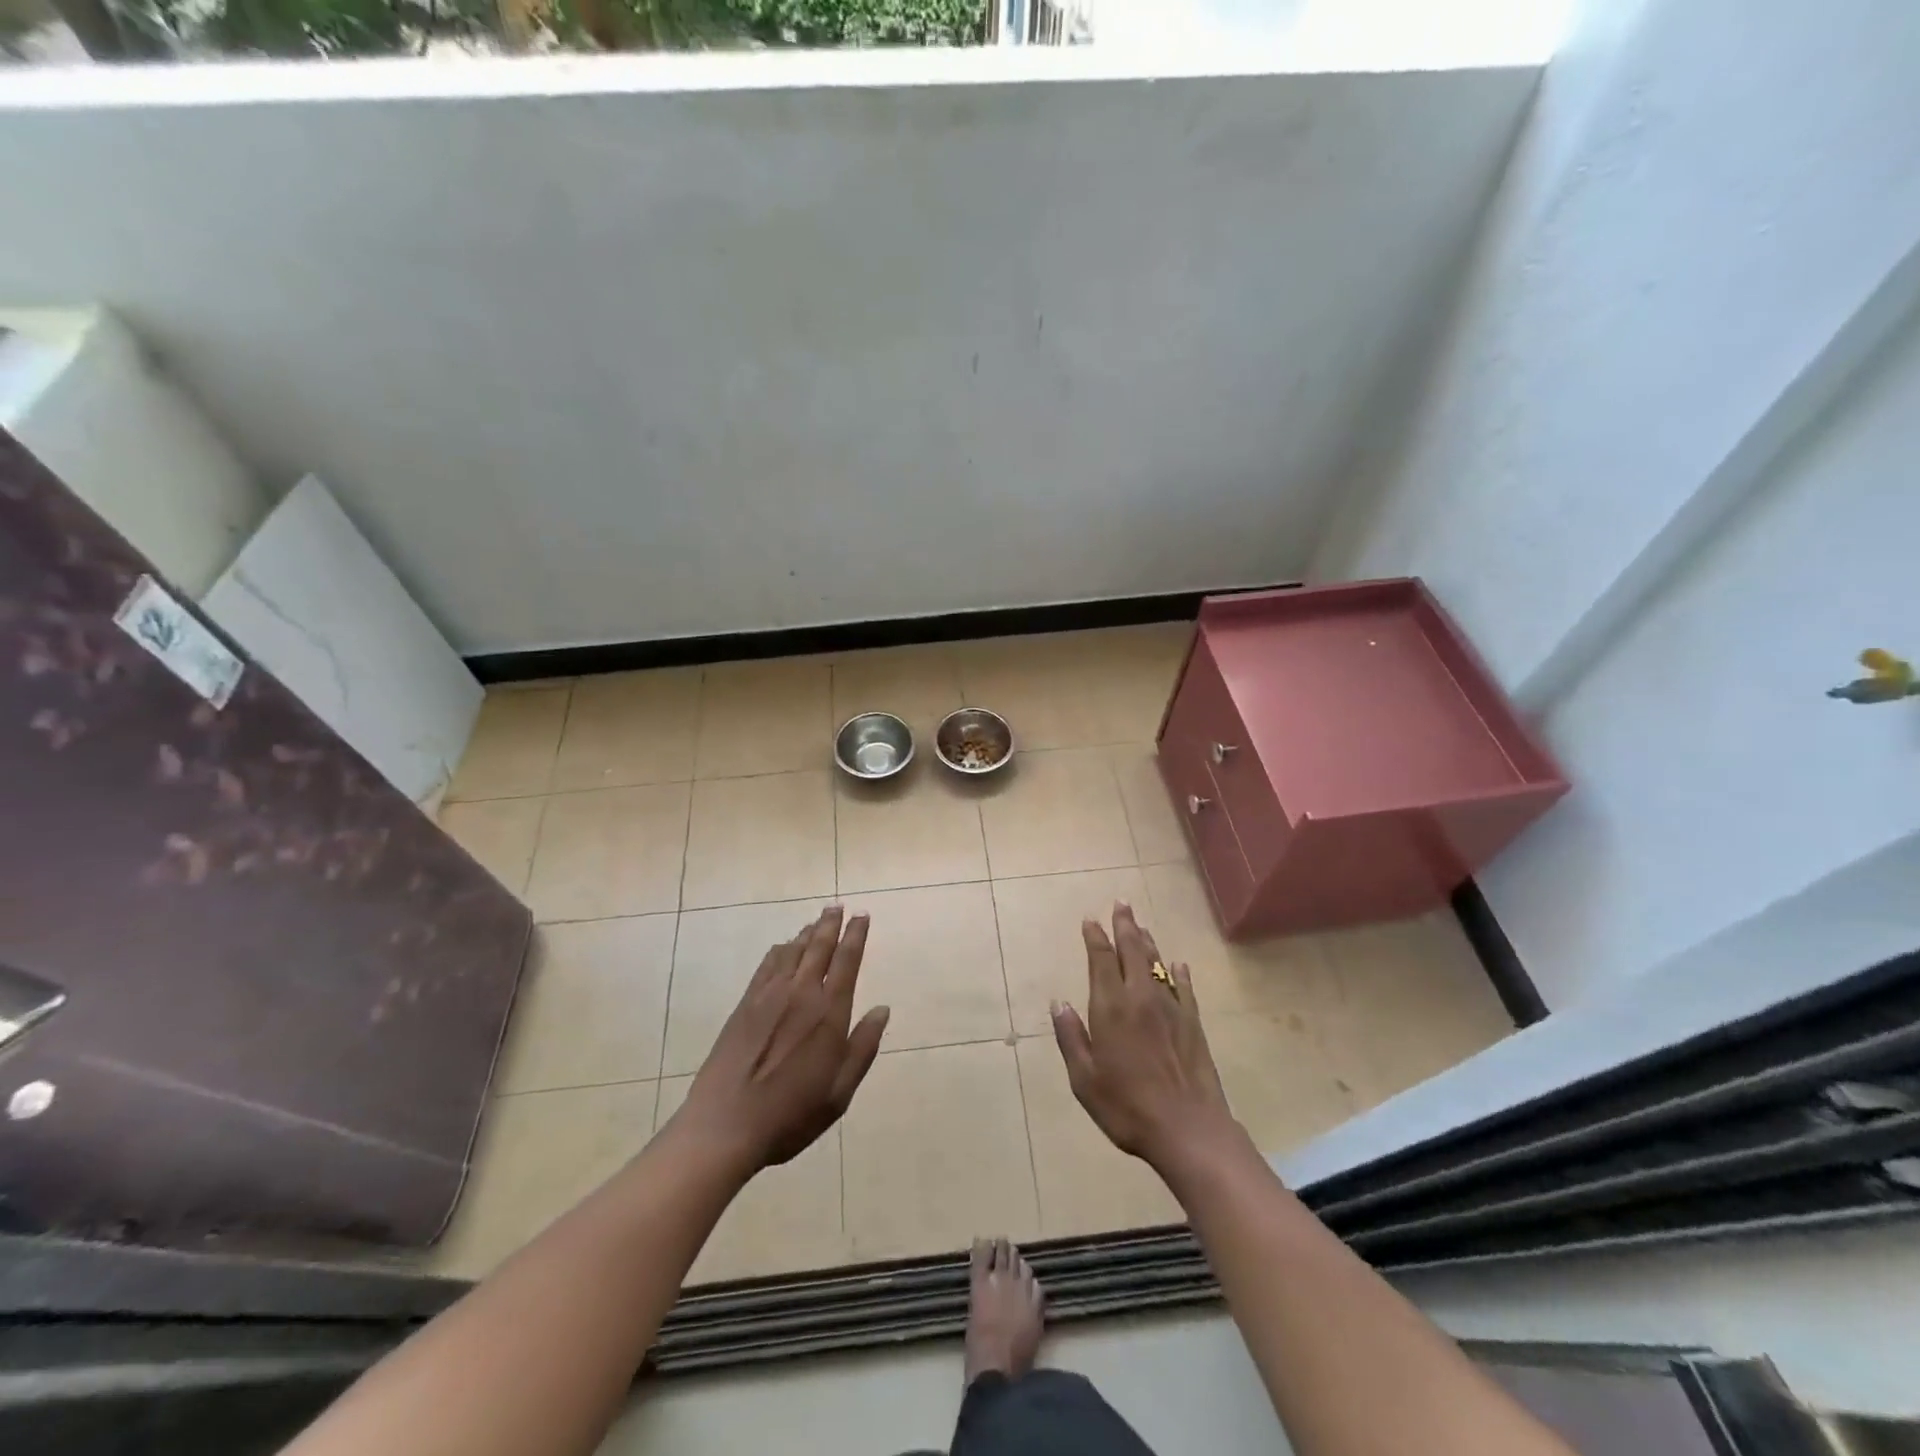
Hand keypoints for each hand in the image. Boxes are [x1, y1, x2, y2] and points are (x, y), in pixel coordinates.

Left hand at [672, 907, 890, 1174]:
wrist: (725, 1126)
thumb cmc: (791, 1115)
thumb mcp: (839, 1092)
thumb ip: (863, 1048)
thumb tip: (882, 1010)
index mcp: (829, 1013)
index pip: (847, 961)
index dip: (856, 935)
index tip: (862, 916)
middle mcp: (801, 994)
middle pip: (819, 947)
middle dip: (830, 924)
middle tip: (837, 906)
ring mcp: (769, 996)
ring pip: (792, 951)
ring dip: (806, 933)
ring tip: (816, 921)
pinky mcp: (745, 1005)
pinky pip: (767, 965)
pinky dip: (780, 950)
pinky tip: (783, 948)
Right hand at [1051, 903, 1239, 1175]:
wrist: (1187, 1129)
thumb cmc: (1126, 1106)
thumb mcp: (1084, 1078)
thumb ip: (1071, 1037)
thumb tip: (1060, 1003)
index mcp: (1111, 1008)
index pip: (1101, 961)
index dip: (1095, 938)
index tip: (1090, 920)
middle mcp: (1141, 998)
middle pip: (1132, 951)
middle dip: (1125, 926)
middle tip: (1122, 904)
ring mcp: (1171, 1009)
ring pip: (1157, 964)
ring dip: (1147, 942)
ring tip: (1141, 927)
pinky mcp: (1193, 1024)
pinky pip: (1184, 988)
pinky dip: (1178, 973)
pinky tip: (1177, 965)